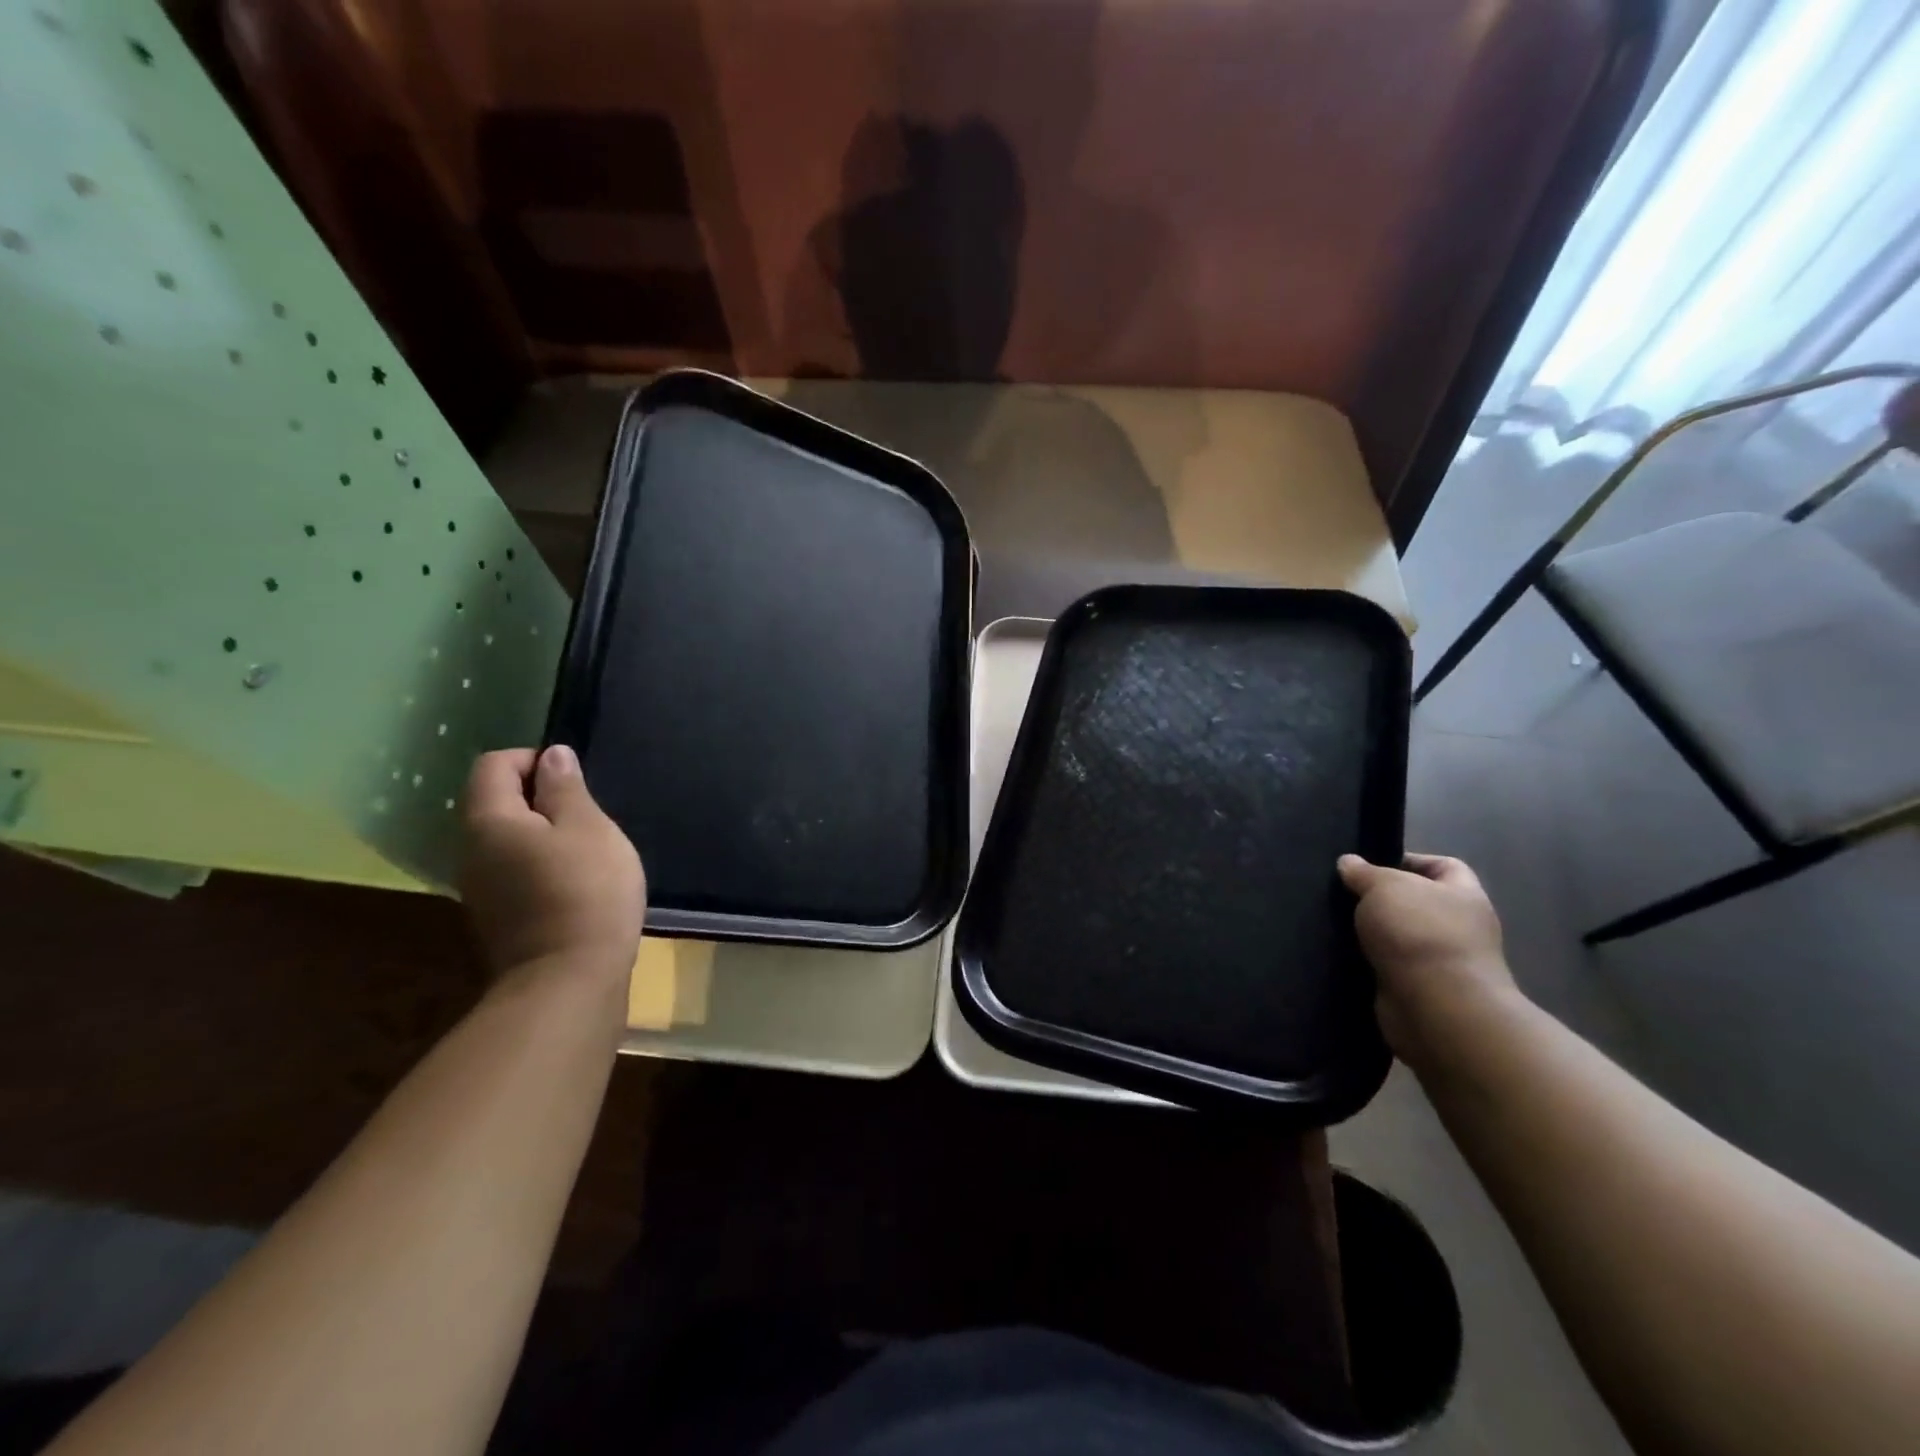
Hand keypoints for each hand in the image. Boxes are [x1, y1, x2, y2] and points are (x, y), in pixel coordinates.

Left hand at [460, 745, 644, 982]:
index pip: (493, 765)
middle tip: (588, 815)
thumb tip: (552, 756)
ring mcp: (479, 889)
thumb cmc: (586, 890)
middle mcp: (470, 851)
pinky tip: (577, 882)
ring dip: (544, 833)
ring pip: (507, 839)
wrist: (570, 979)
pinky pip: (514, 870)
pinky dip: (541, 863)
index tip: (574, 781)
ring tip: (588, 849)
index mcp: (488, 821)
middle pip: (496, 802)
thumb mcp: (588, 827)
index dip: (533, 760)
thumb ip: (566, 788)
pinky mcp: (497, 917)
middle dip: (541, 798)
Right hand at [1337, 853, 1517, 1064]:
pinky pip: (1389, 966)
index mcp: (1464, 895)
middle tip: (1344, 894)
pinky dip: (1368, 961)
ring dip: (1372, 932)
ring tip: (1336, 922)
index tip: (1370, 866)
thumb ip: (1364, 872)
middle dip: (1381, 899)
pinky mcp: (1420, 990)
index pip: (1444, 866)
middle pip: (1417, 902)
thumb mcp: (1385, 886)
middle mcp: (1459, 927)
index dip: (1410, 860)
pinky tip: (1341, 953)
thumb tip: (1348, 862)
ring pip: (1399, 936)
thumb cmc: (1419, 933)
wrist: (1437, 1008)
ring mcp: (1441, 962)